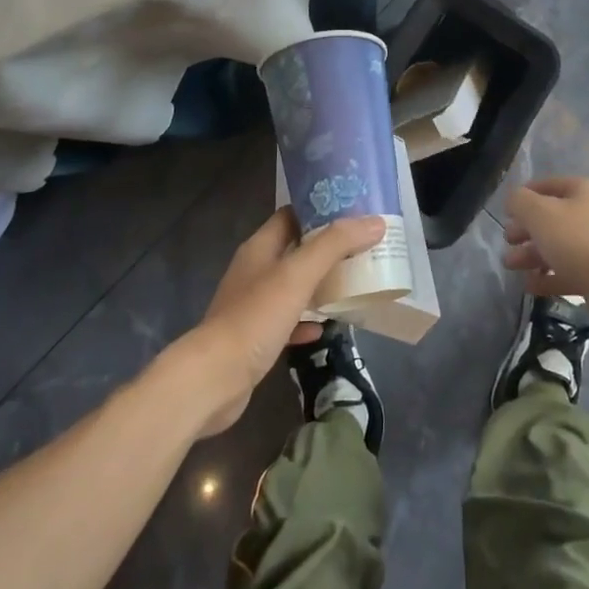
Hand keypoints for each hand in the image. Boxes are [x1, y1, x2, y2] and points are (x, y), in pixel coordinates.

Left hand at [180, 207, 386, 436]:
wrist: (215, 379)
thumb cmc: (255, 318)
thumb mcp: (298, 275)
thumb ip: (335, 245)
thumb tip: (374, 222)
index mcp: (260, 248)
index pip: (291, 215)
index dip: (320, 209)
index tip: (353, 209)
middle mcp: (254, 271)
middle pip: (295, 249)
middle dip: (327, 247)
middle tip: (363, 245)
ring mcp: (253, 305)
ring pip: (292, 286)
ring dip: (319, 283)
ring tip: (354, 281)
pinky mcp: (255, 337)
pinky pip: (288, 321)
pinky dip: (307, 320)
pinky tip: (326, 327)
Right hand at [502, 177, 588, 343]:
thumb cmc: (578, 242)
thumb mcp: (540, 213)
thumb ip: (519, 202)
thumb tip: (513, 200)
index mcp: (584, 192)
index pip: (548, 185)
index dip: (524, 195)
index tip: (505, 211)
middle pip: (551, 218)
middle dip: (525, 229)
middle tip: (507, 240)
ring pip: (558, 247)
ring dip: (532, 254)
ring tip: (510, 265)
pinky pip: (567, 272)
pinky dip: (547, 277)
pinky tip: (529, 286)